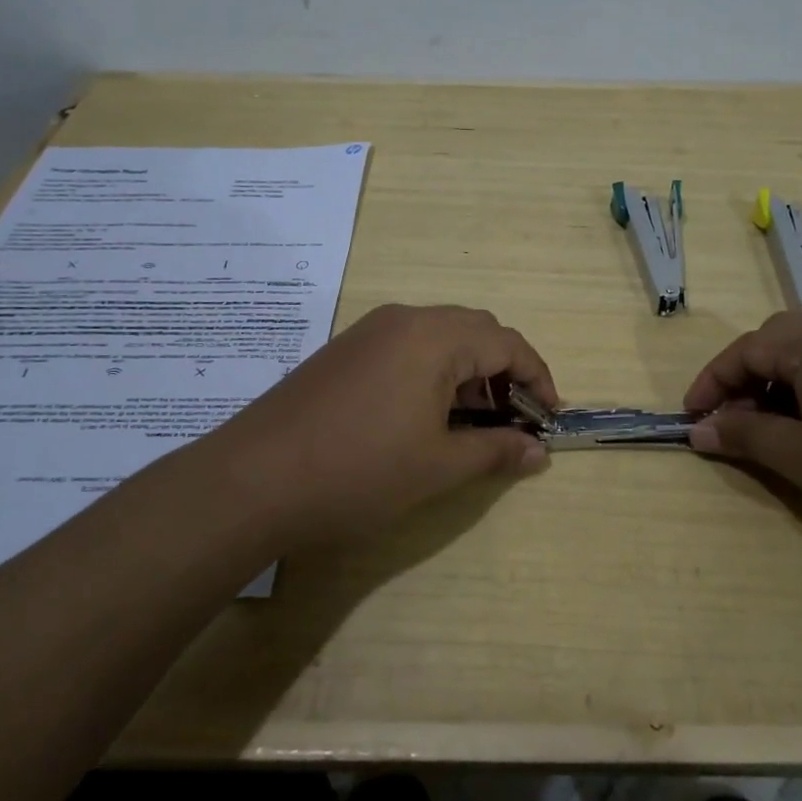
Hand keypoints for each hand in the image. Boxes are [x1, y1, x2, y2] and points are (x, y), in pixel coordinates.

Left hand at [195, 304, 556, 548]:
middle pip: (476, 331)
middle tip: (514, 421)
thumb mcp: (438, 467)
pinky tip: (426, 415)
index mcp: (435, 337)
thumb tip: (539, 452)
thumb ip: (496, 451)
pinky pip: (408, 348)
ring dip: (470, 372)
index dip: (538, 378)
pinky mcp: (345, 350)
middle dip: (505, 372)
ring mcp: (369, 332)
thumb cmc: (358, 471)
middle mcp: (405, 319)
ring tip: (474, 422)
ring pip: (441, 338)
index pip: (508, 343)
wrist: (251, 481)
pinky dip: (435, 373)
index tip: (549, 419)